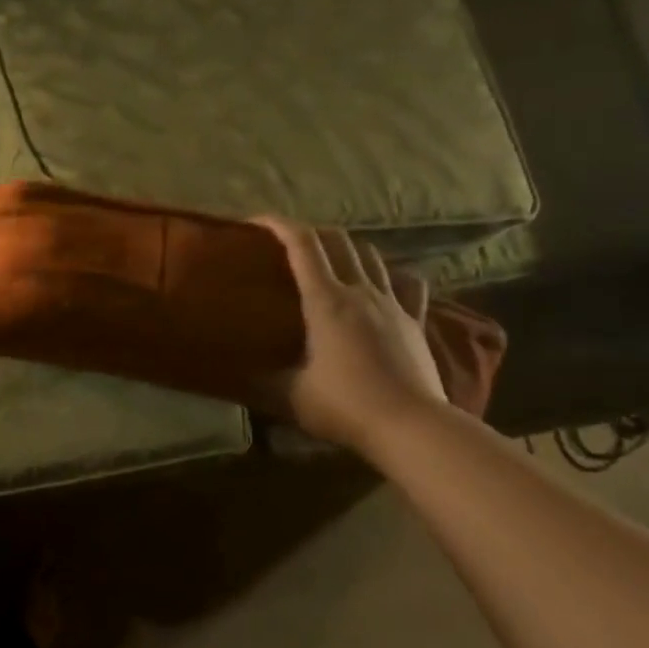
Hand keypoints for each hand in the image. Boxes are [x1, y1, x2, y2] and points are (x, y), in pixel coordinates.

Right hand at [250, 220, 447, 452]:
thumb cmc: (344, 405)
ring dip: (347, 247)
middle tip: (287, 242)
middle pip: (337, 241)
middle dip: (309, 231)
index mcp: (326, 300)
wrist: (411, 426)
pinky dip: (390, 274)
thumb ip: (262, 379)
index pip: (302, 245)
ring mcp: (392, 304)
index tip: (256, 221)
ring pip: (371, 256)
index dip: (278, 225)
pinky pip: (406, 284)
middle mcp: (360, 291)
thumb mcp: (291, 395)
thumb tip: (233, 373)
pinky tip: (383, 281)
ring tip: (329, 258)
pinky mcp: (415, 321)